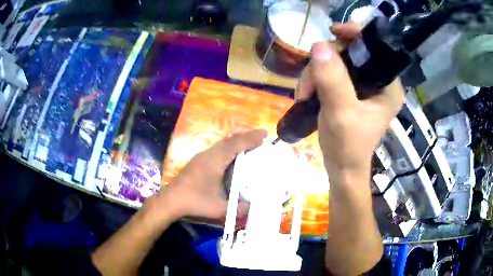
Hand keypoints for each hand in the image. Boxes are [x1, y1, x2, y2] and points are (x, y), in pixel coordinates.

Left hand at [155, 129, 266, 220]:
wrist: (171, 201)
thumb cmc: (195, 202)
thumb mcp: (219, 209)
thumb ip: (238, 208)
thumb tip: (251, 206)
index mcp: (215, 161)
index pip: (236, 145)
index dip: (251, 138)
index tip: (264, 133)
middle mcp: (208, 155)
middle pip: (229, 140)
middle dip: (246, 136)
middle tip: (260, 137)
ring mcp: (201, 157)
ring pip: (222, 143)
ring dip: (236, 141)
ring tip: (249, 143)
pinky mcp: (197, 162)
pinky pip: (217, 149)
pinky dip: (228, 147)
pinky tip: (231, 155)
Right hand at [296, 23, 404, 173]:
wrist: (342, 169)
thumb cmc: (348, 147)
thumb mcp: (341, 113)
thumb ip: (333, 80)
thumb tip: (319, 45)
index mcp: (389, 86)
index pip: (375, 47)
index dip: (354, 34)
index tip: (332, 31)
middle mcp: (380, 82)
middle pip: (351, 53)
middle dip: (326, 63)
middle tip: (308, 83)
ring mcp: (366, 87)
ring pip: (338, 62)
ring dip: (316, 74)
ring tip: (305, 94)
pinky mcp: (353, 92)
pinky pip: (333, 73)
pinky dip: (317, 79)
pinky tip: (308, 93)